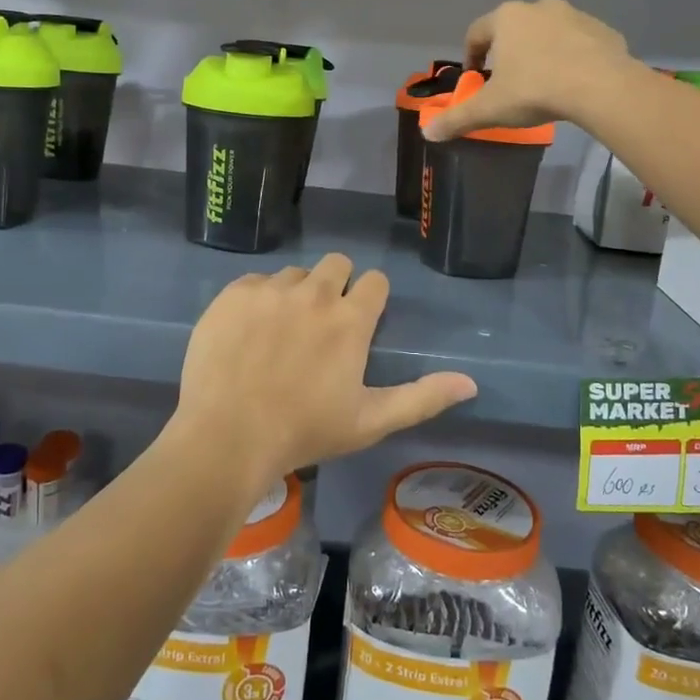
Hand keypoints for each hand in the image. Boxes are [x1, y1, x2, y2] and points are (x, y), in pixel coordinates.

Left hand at [170, 255, 476, 495]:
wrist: (228, 435)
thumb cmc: (305, 431)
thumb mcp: (370, 421)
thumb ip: (423, 398)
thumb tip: (471, 382)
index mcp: (350, 319)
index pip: (374, 281)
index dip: (370, 297)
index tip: (359, 321)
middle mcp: (314, 292)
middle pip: (337, 264)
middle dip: (336, 284)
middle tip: (321, 323)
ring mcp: (270, 290)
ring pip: (294, 274)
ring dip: (295, 294)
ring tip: (280, 333)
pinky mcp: (234, 294)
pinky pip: (255, 282)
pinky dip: (257, 300)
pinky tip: (248, 333)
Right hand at [422, 0, 629, 140]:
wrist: (601, 87)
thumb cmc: (535, 90)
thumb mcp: (489, 109)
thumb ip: (457, 119)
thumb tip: (427, 133)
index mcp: (506, 18)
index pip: (476, 33)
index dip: (470, 56)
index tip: (475, 79)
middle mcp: (538, 7)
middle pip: (514, 29)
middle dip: (508, 53)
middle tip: (509, 82)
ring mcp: (574, 14)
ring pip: (548, 33)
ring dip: (541, 52)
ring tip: (543, 83)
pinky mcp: (603, 29)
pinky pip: (579, 42)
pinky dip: (572, 57)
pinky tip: (574, 82)